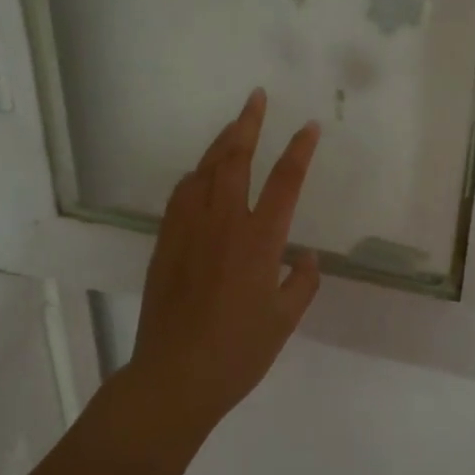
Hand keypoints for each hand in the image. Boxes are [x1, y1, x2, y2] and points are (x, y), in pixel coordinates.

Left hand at [128, 90, 322, 426]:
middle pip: (236, 159)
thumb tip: (304, 257)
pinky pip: (181, 195)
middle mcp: (224, 223)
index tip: (309, 127)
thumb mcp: (284, 320)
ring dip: (220, 142)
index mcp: (260, 240)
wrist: (175, 376)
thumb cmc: (239, 352)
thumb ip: (301, 282)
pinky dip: (195, 175)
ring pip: (204, 170)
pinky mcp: (166, 242)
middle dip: (248, 123)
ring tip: (233, 125)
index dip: (299, 150)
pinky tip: (199, 174)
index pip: (286, 181)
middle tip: (256, 97)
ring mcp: (189, 229)